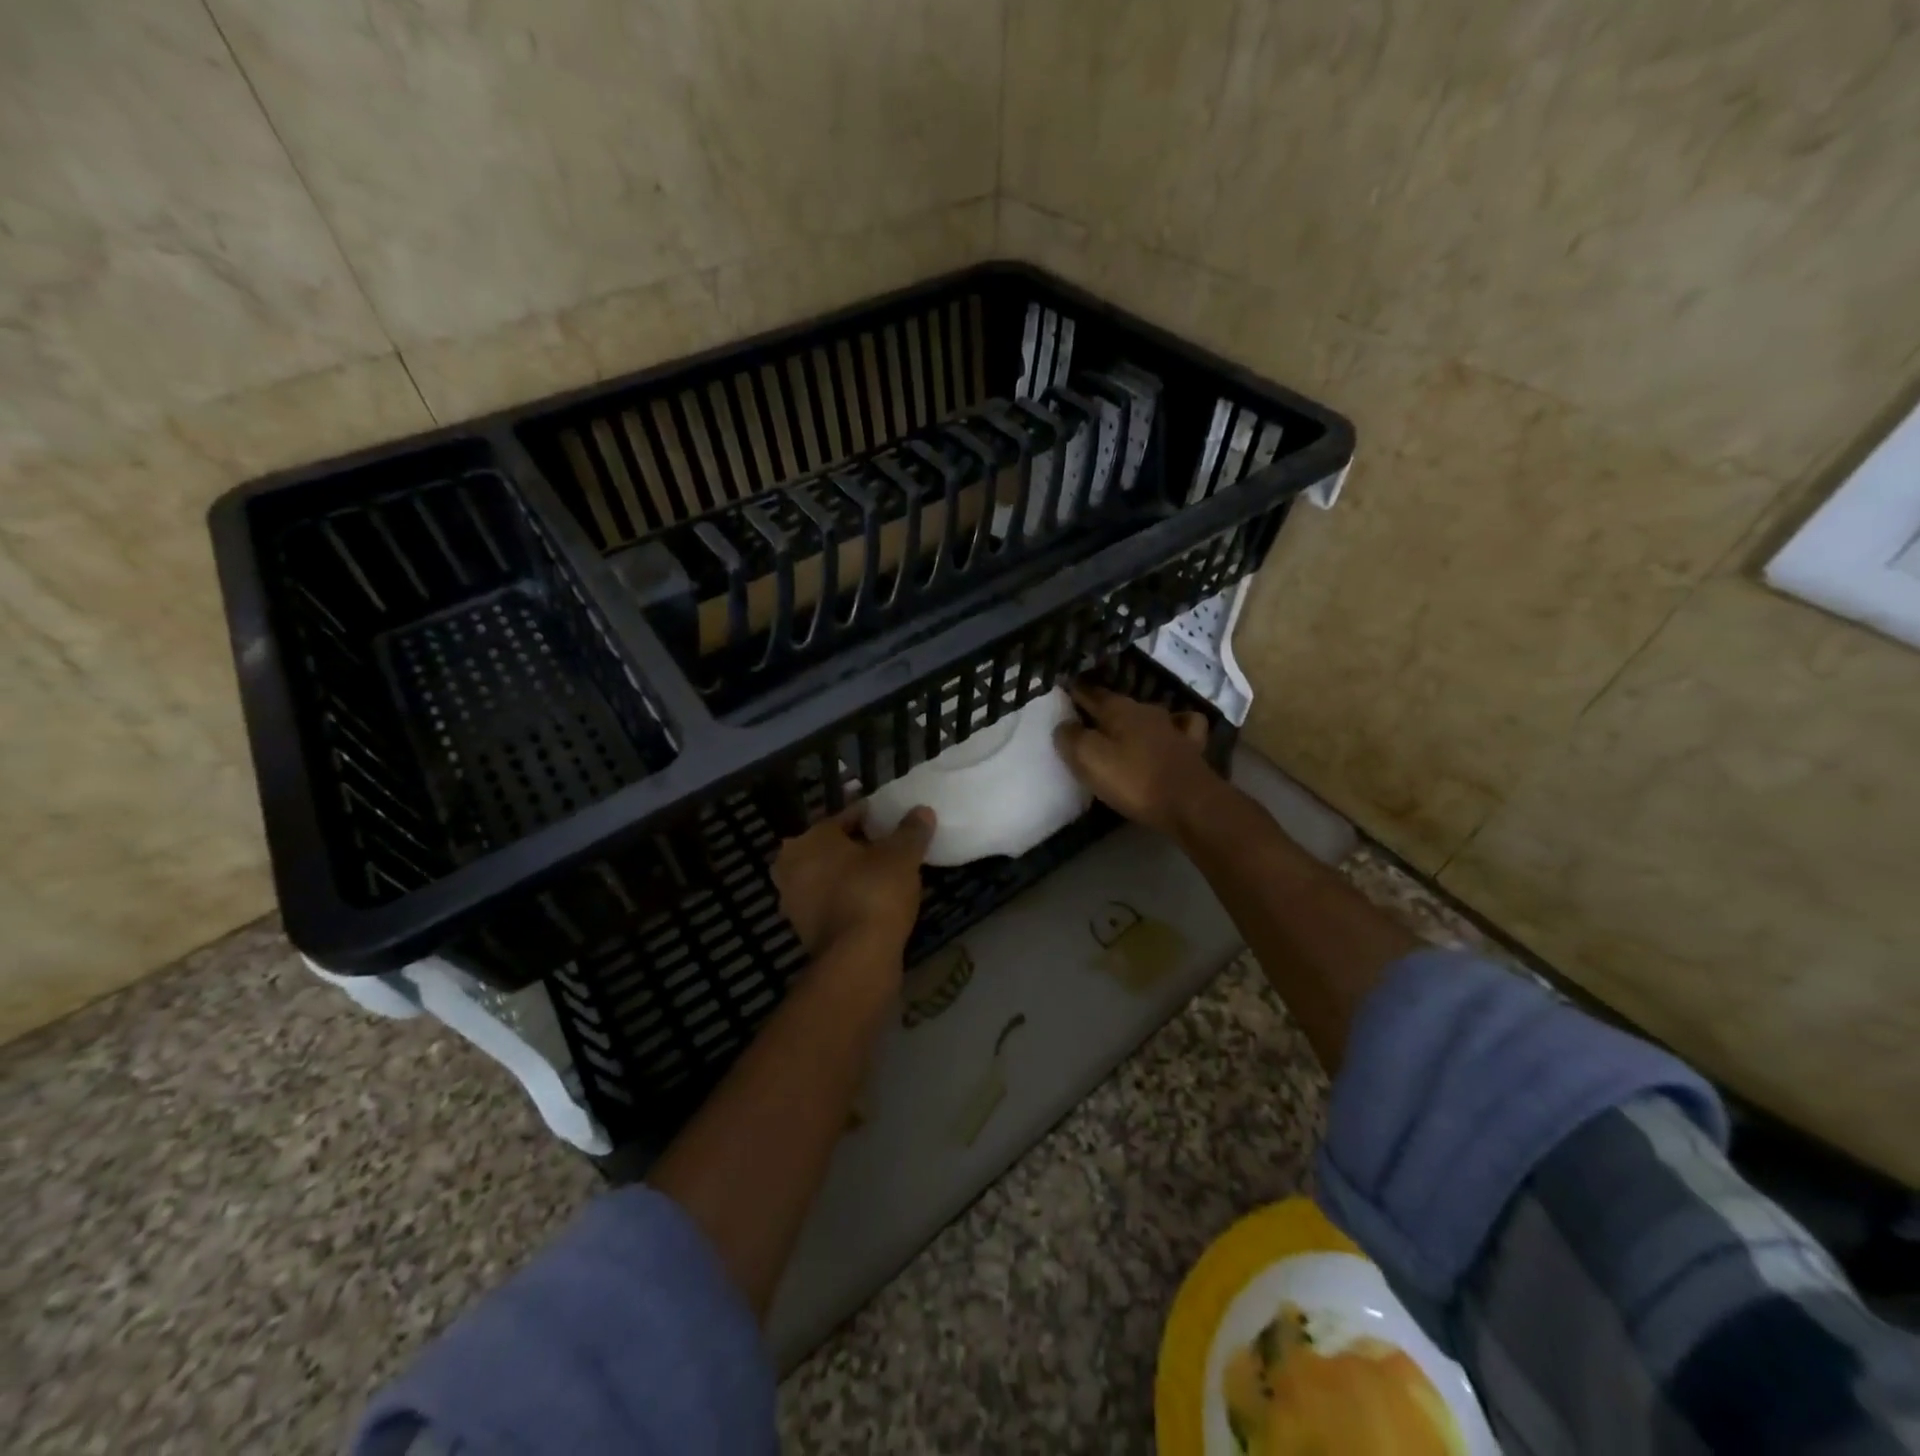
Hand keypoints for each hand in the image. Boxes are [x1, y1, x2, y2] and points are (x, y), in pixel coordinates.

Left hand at [772, 804, 935, 962]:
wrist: (858, 959)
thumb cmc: (874, 892)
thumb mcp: (902, 855)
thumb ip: (911, 830)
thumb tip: (922, 811)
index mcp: (809, 839)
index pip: (845, 817)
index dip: (873, 817)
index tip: (895, 820)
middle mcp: (791, 866)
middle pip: (833, 847)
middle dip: (859, 845)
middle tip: (890, 847)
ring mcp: (794, 901)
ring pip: (830, 876)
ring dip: (852, 874)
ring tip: (886, 874)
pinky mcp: (804, 931)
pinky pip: (831, 902)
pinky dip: (848, 898)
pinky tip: (874, 900)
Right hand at [1054, 682, 1220, 835]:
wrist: (1189, 803)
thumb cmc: (1133, 780)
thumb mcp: (1089, 758)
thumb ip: (1071, 738)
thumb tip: (1064, 725)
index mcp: (1118, 708)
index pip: (1089, 692)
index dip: (1075, 691)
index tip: (1063, 690)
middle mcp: (1145, 710)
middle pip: (1117, 703)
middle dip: (1101, 707)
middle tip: (1084, 718)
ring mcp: (1172, 727)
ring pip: (1146, 715)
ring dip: (1132, 719)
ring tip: (1121, 731)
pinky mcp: (1191, 747)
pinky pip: (1179, 727)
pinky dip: (1171, 727)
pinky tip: (1168, 735)